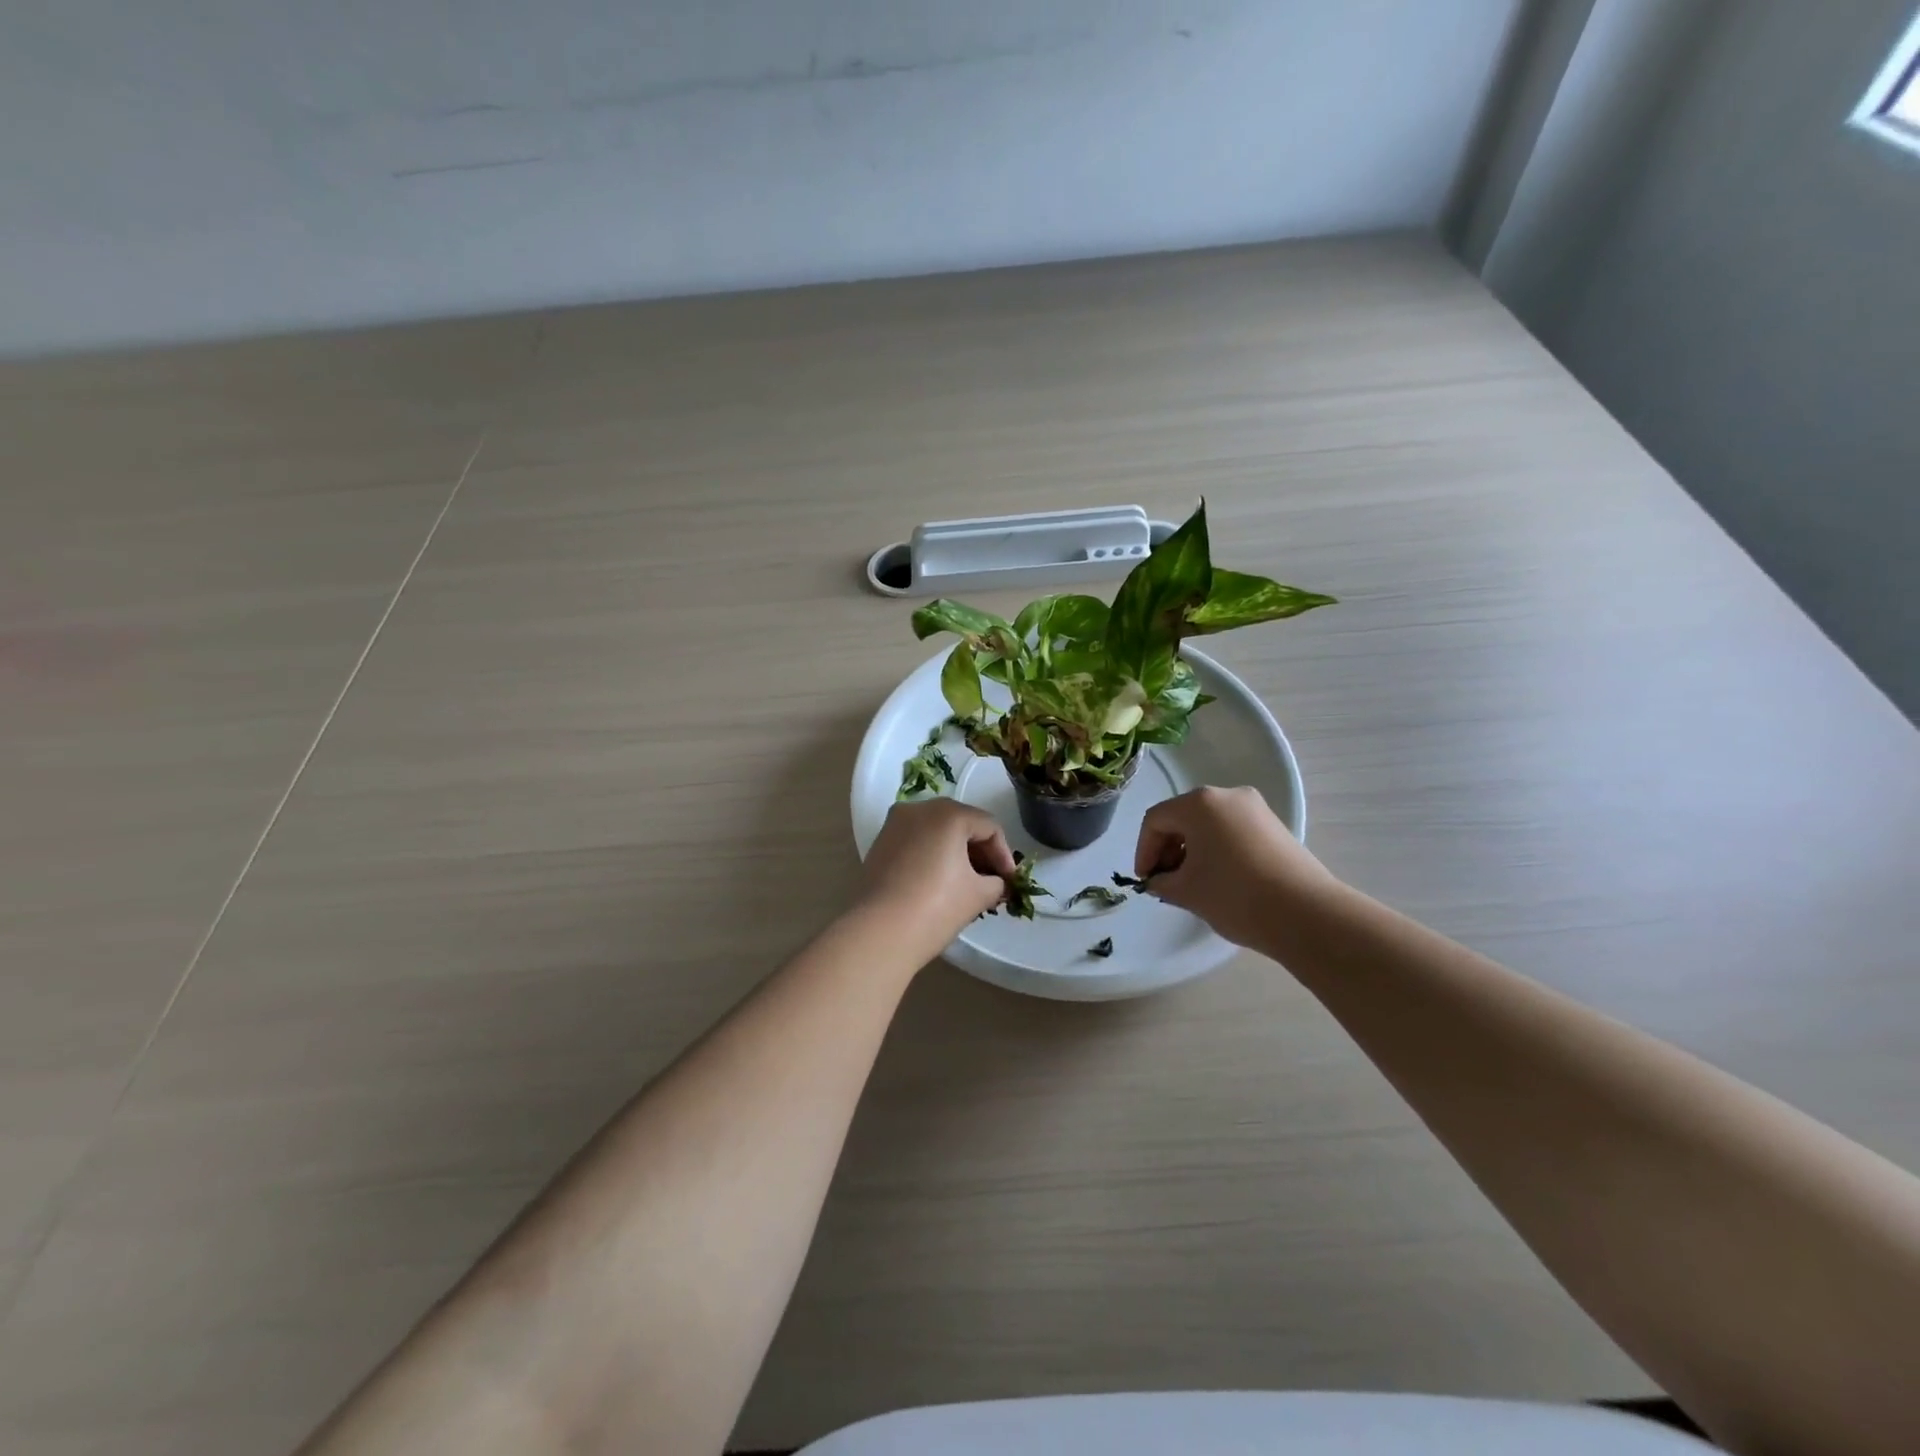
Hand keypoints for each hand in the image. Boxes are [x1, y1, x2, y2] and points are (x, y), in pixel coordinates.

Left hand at [858, 799, 1017, 952]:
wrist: (879, 932)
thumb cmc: (936, 907)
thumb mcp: (978, 895)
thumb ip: (996, 882)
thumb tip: (995, 882)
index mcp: (949, 813)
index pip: (989, 827)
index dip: (1004, 855)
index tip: (1010, 882)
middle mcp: (920, 809)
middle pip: (961, 823)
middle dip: (980, 852)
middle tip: (992, 881)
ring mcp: (895, 824)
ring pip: (937, 831)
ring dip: (956, 853)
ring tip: (968, 884)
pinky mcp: (880, 843)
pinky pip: (917, 841)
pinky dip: (933, 855)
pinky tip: (940, 881)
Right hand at [1135, 786, 1336, 948]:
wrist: (1306, 915)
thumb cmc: (1235, 896)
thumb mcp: (1186, 892)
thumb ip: (1162, 882)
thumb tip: (1159, 880)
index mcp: (1200, 803)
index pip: (1156, 820)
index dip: (1144, 851)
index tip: (1147, 880)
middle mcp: (1227, 795)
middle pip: (1183, 817)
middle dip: (1169, 849)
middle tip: (1166, 881)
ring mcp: (1255, 809)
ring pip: (1209, 824)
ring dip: (1193, 850)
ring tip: (1193, 884)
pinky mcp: (1274, 826)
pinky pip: (1232, 831)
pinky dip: (1217, 850)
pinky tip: (1220, 879)